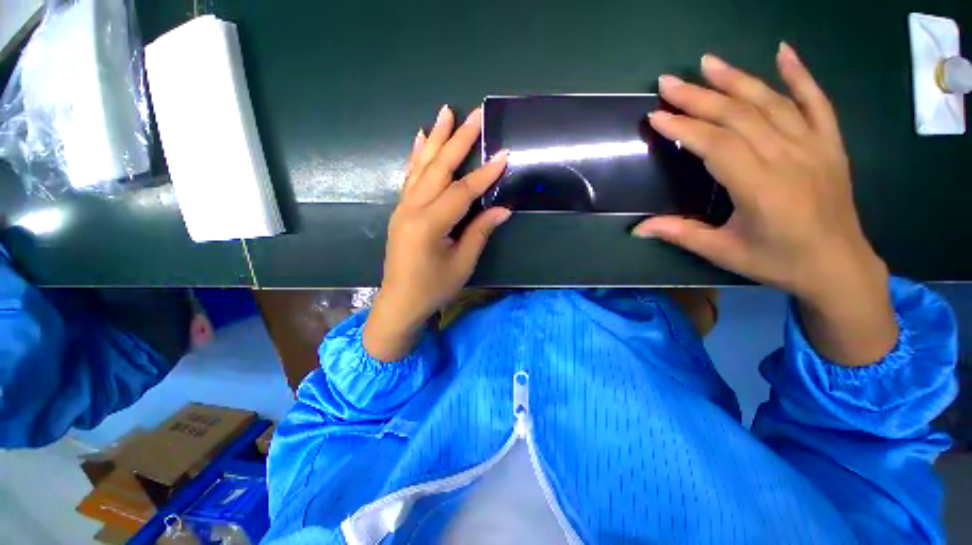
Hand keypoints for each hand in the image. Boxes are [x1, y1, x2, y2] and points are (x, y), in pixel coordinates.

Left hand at [364, 106, 510, 360]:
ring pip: (422, 167)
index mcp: (429, 224)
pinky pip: (410, 177)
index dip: (484, 174)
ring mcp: (403, 207)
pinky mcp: (401, 210)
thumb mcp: (462, 264)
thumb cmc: (433, 288)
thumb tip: (502, 209)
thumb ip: (480, 232)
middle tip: (474, 113)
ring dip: (436, 139)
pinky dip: (417, 156)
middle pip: (439, 168)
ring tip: (445, 112)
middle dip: (459, 139)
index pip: (462, 191)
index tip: (504, 155)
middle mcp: (412, 209)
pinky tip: (421, 138)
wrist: (400, 302)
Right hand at [634, 43, 895, 364]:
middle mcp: (789, 158)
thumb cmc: (777, 261)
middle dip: (699, 96)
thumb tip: (637, 229)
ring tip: (708, 62)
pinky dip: (801, 74)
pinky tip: (783, 51)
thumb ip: (679, 234)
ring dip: (737, 79)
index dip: (684, 128)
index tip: (657, 116)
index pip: (716, 146)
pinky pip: (818, 102)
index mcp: (760, 188)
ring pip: (771, 103)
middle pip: (739, 116)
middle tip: (668, 81)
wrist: (838, 266)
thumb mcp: (722, 252)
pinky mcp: (831, 144)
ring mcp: (814, 147)